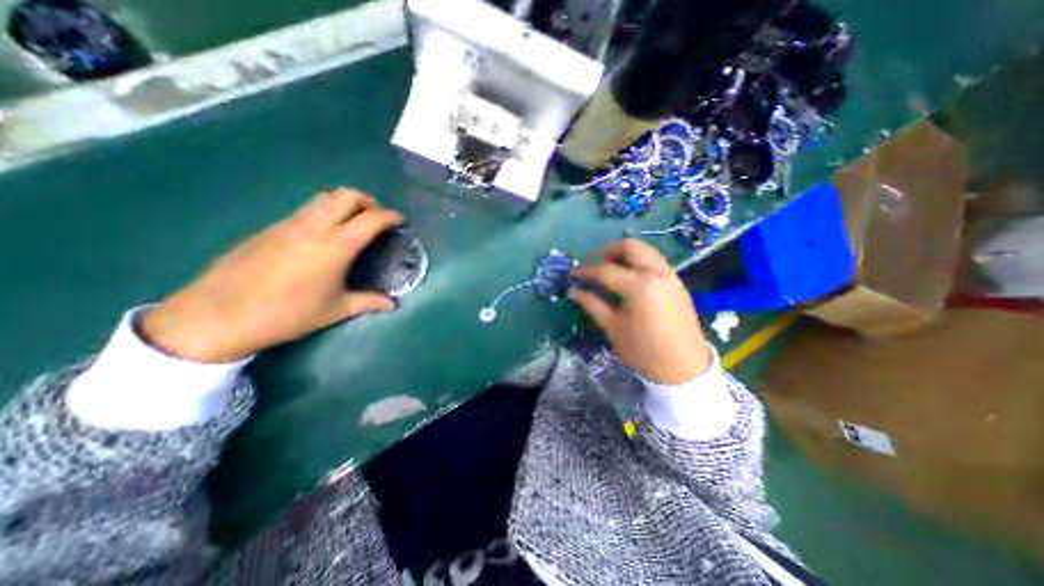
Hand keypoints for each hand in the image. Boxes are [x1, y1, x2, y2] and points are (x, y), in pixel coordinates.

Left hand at [137, 188, 400, 361]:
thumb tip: (392, 304)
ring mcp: (289, 224)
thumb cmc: (288, 314)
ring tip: (354, 221)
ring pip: (323, 198)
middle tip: (377, 217)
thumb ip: (368, 302)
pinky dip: (324, 212)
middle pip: (346, 195)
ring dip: (345, 203)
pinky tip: (324, 234)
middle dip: (368, 201)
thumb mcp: (335, 310)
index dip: (389, 216)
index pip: (370, 219)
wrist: (219, 316)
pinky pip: (306, 209)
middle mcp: (314, 227)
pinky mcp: (270, 228)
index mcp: (335, 247)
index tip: (400, 221)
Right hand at [571, 238, 709, 383]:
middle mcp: (656, 272)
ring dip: (624, 254)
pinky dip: (638, 262)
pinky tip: (629, 279)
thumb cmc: (644, 351)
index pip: (605, 269)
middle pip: (629, 246)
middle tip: (594, 266)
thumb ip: (592, 304)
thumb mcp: (613, 328)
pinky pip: (654, 260)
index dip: (585, 271)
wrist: (684, 367)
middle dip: (607, 251)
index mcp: (639, 286)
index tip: (573, 274)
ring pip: (644, 250)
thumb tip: (574, 290)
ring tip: (610, 270)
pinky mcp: (677, 282)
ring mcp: (670, 275)